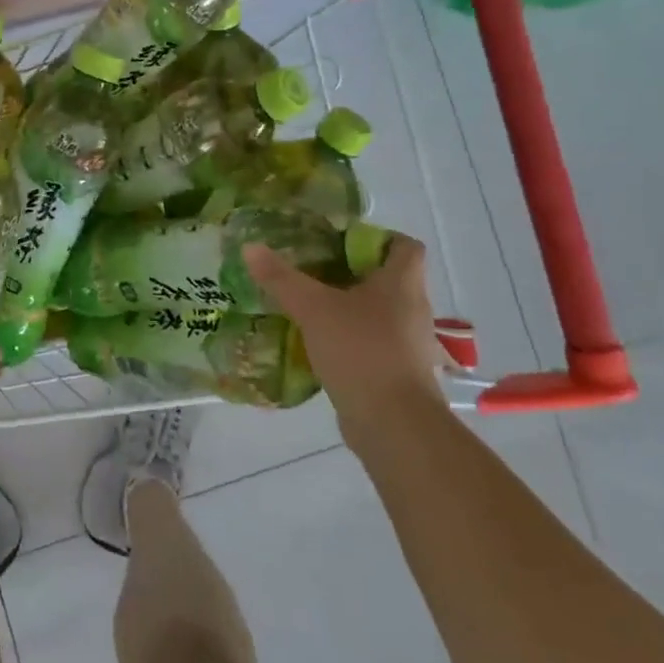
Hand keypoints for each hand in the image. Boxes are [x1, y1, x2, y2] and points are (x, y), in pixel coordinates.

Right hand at [243, 233, 443, 444]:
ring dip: (348, 309)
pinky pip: (373, 344)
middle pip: (387, 279)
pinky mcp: (398, 373)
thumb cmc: (361, 351)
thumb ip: (281, 278)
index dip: (377, 237)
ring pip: (378, 313)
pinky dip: (349, 340)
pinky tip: (318, 345)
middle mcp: (413, 309)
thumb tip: (250, 247)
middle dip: (350, 273)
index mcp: (402, 283)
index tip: (339, 243)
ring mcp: (409, 344)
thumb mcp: (313, 308)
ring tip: (309, 308)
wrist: (394, 424)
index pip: (406, 246)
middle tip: (311, 272)